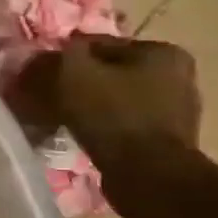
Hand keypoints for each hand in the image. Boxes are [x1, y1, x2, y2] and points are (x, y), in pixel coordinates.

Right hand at [14, 37, 201, 168]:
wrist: (147, 173)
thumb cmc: (112, 113)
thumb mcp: (75, 71)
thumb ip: (63, 53)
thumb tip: (55, 51)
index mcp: (162, 52)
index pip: (99, 44)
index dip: (65, 56)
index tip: (40, 72)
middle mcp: (178, 75)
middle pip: (109, 71)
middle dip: (78, 81)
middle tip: (46, 94)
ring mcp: (175, 109)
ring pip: (114, 96)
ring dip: (87, 103)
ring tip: (58, 115)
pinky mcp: (166, 138)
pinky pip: (122, 121)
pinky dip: (99, 123)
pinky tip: (80, 132)